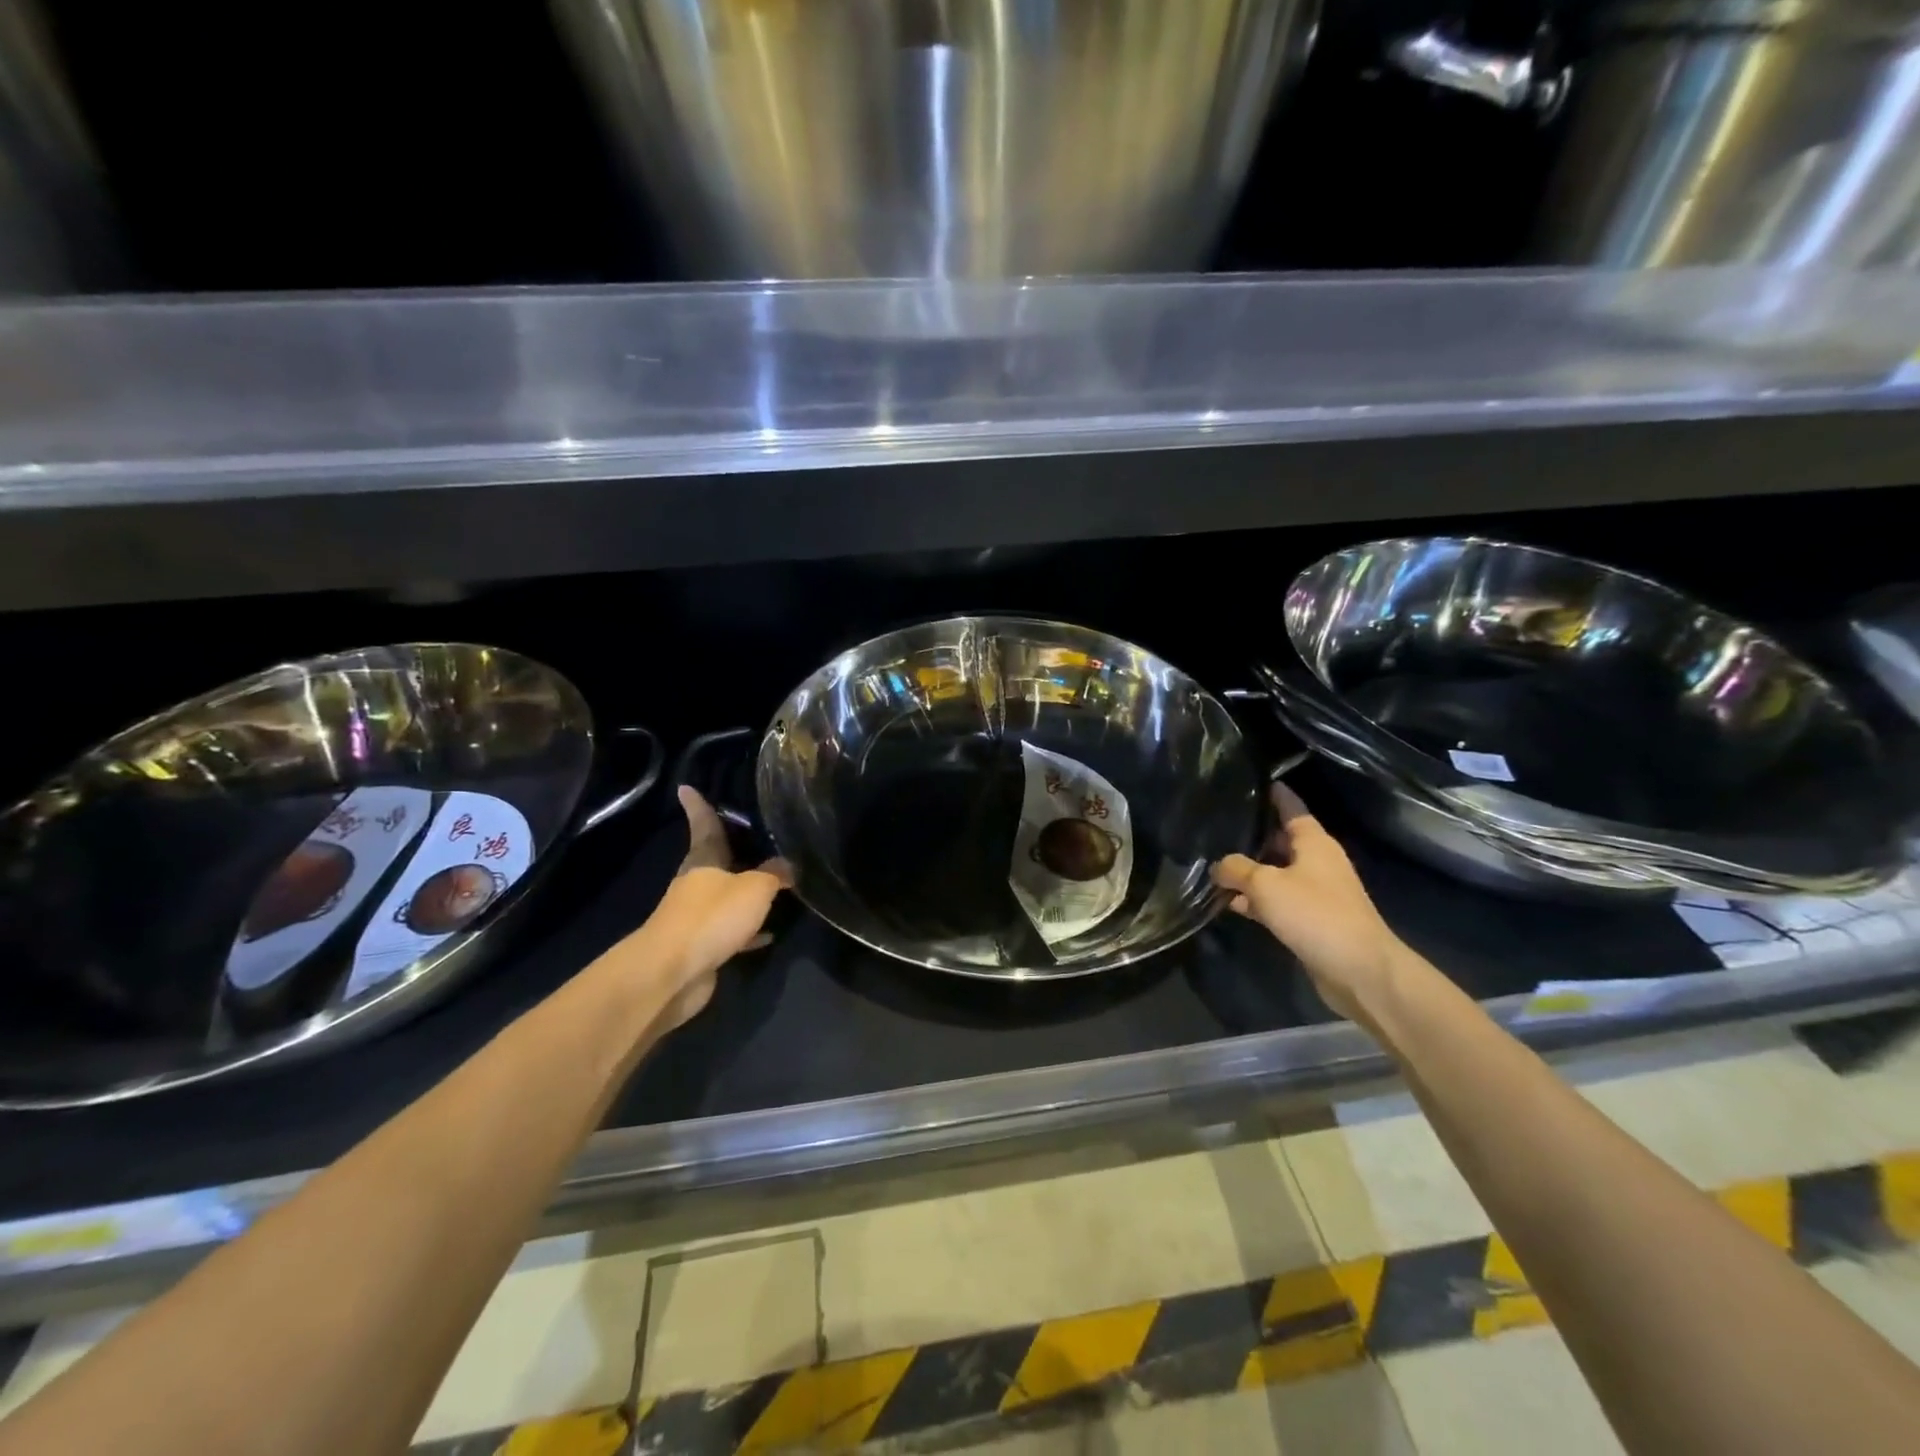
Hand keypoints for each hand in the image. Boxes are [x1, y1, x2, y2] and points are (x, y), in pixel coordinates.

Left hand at [639, 786, 791, 1028]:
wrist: (672, 973)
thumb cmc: (711, 916)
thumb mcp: (754, 888)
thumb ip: (774, 875)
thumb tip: (788, 866)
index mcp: (704, 861)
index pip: (704, 826)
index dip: (698, 807)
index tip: (685, 787)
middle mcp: (697, 884)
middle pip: (716, 861)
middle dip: (732, 851)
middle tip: (754, 838)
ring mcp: (696, 917)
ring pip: (725, 897)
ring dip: (744, 893)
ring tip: (774, 885)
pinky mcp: (702, 946)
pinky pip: (731, 930)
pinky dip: (748, 930)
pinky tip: (769, 933)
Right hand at [1212, 783, 1405, 1022]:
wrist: (1359, 970)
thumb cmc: (1315, 914)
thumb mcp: (1266, 885)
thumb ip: (1237, 869)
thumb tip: (1219, 866)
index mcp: (1314, 842)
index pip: (1291, 806)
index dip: (1273, 793)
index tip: (1251, 779)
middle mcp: (1316, 862)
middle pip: (1279, 840)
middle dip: (1250, 835)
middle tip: (1215, 825)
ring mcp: (1315, 892)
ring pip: (1274, 872)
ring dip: (1248, 872)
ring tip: (1212, 865)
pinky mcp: (1310, 920)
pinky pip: (1276, 901)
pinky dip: (1255, 900)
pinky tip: (1229, 903)